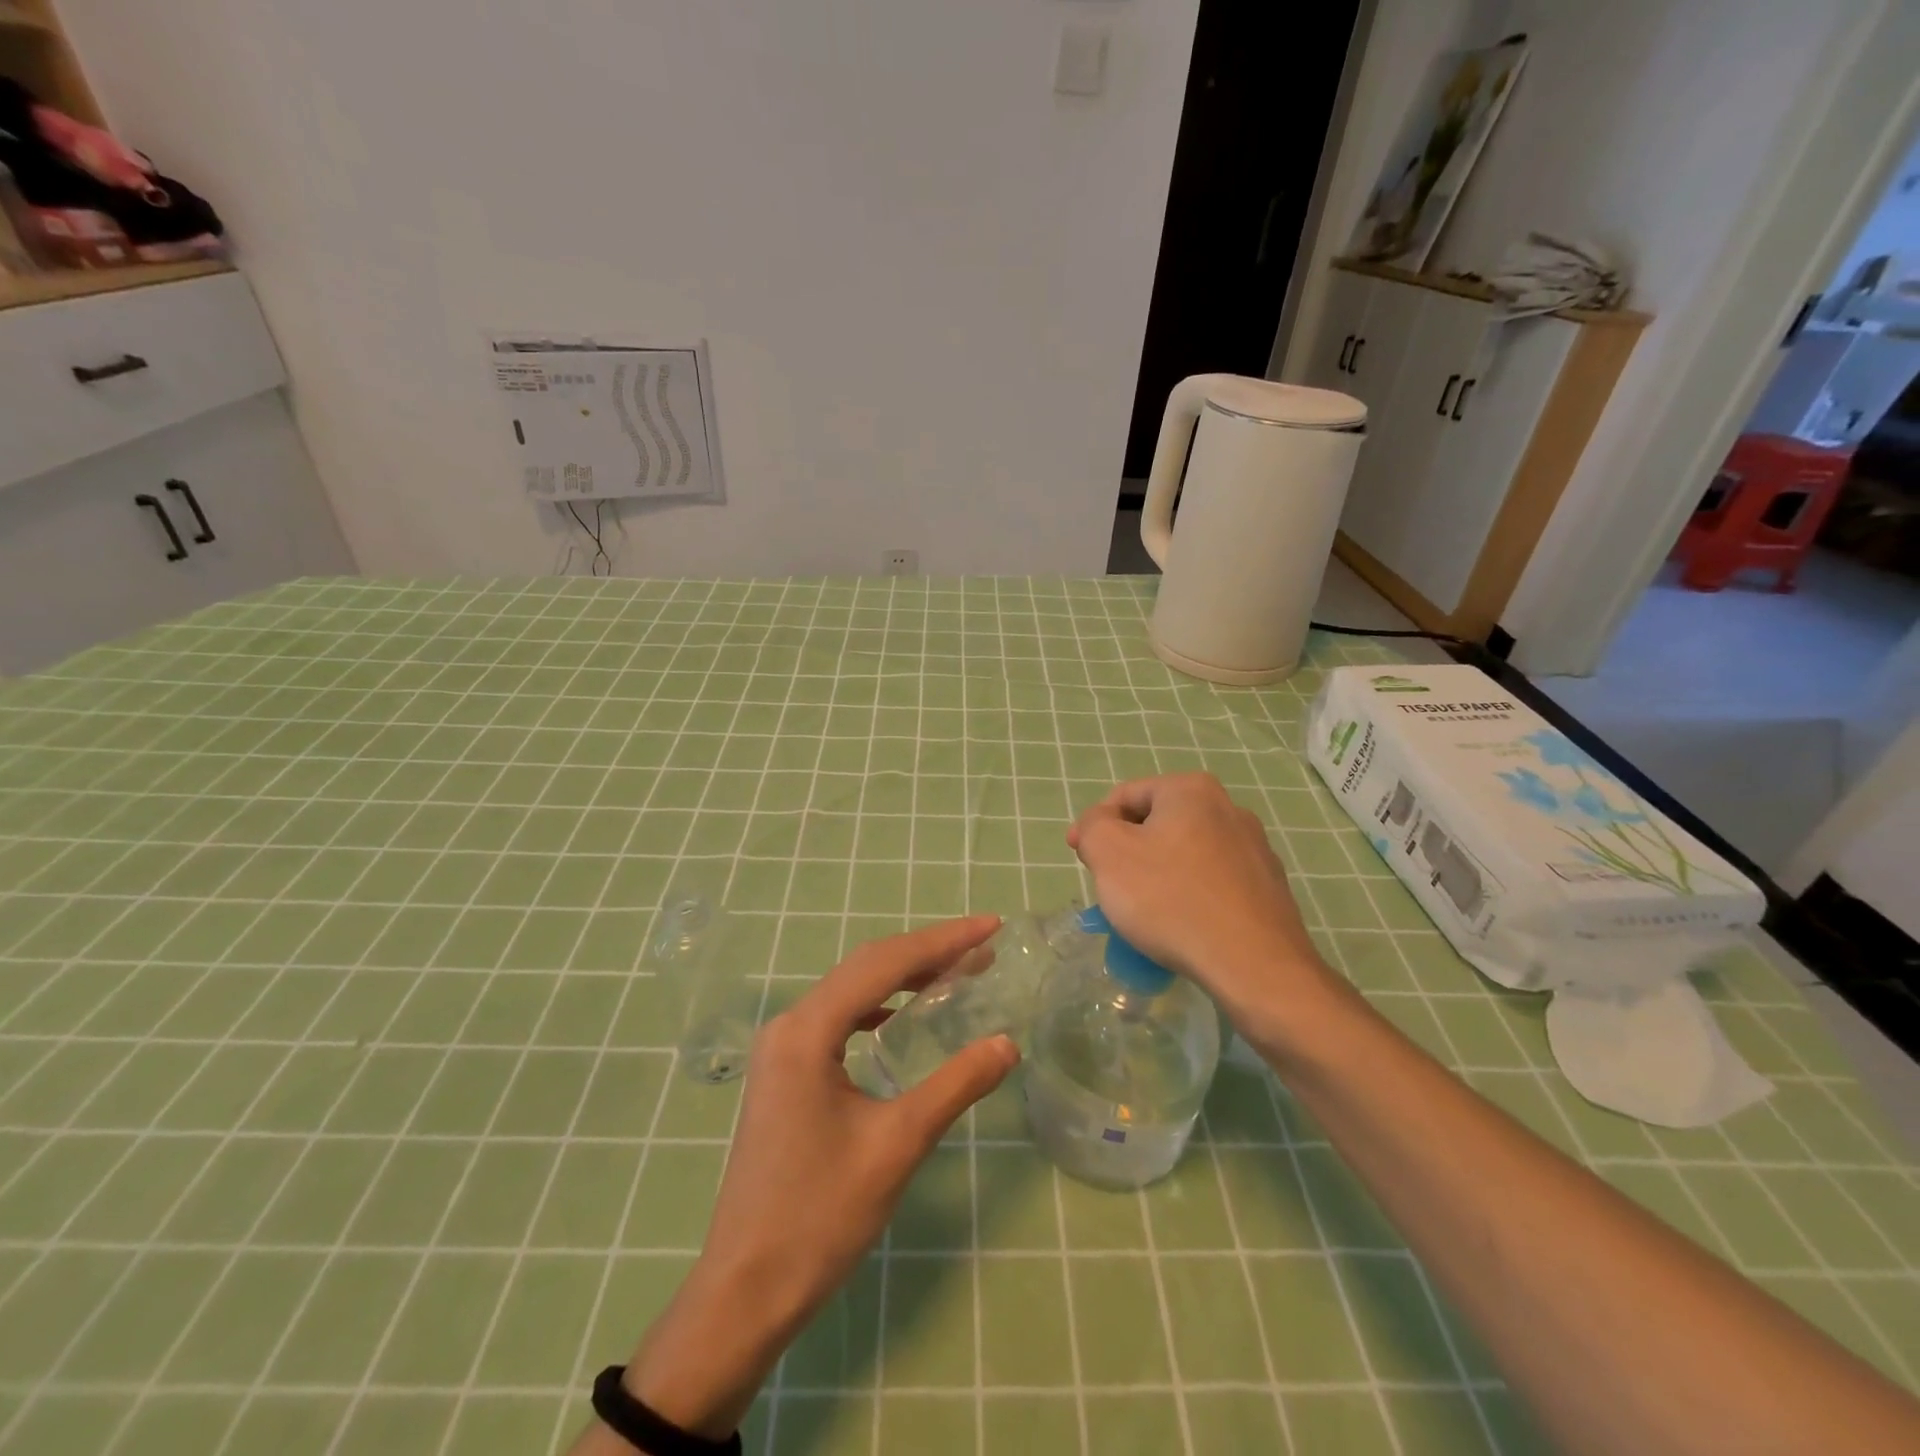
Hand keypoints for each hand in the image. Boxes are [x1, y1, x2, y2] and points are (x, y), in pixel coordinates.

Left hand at [614, 915, 1018, 1440]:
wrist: (745, 1291)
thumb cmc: (819, 1216)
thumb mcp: (897, 1145)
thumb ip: (955, 1085)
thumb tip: (1007, 1043)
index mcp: (808, 1030)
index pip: (885, 964)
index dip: (942, 941)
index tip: (990, 925)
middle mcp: (789, 1025)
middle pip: (866, 968)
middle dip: (927, 952)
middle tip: (982, 946)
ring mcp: (782, 1049)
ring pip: (852, 991)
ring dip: (903, 977)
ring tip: (954, 974)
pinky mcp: (784, 1073)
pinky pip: (839, 1019)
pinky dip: (878, 1006)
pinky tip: (901, 1017)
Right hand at [1068, 773, 1331, 1021]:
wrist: (1254, 966)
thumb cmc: (1171, 900)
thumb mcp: (1109, 853)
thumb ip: (1093, 825)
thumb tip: (1101, 823)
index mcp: (1191, 790)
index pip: (1126, 796)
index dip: (1095, 825)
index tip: (1080, 859)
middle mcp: (1229, 808)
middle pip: (1157, 823)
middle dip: (1128, 851)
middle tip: (1110, 887)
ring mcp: (1255, 848)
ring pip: (1185, 854)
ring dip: (1158, 875)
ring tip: (1144, 913)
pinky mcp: (1269, 887)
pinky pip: (1212, 882)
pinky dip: (1189, 896)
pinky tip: (1182, 927)